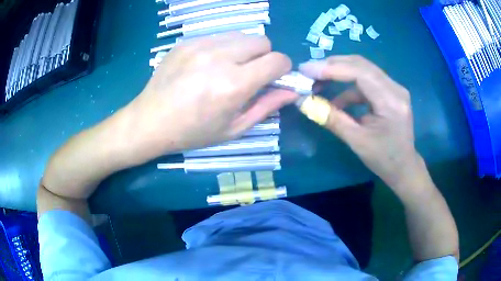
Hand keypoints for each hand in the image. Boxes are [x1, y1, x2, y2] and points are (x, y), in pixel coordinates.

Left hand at [124, 33, 295, 161]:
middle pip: (262, 41)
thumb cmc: (193, 132)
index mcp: (234, 84)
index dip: (283, 69)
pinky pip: (219, 36)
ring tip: (227, 68)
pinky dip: (222, 48)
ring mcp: (200, 45)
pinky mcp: (187, 41)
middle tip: (249, 74)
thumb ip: (267, 106)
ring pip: (241, 35)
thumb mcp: (234, 128)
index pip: (278, 60)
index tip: (275, 78)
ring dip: (244, 50)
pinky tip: (207, 65)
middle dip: (264, 56)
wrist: (150, 121)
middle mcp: (220, 58)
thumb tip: (292, 91)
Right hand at [299, 55, 418, 187]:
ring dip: (339, 73)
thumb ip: (331, 118)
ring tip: (318, 82)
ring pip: (363, 69)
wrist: (404, 167)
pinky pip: (366, 80)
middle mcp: (395, 88)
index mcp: (391, 101)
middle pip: (361, 64)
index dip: (331, 68)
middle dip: (332, 65)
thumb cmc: (384, 159)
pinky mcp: (390, 91)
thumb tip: (304, 102)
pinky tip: (337, 99)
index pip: (360, 72)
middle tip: (308, 72)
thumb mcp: (356, 141)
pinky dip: (349, 86)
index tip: (306, 70)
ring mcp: (394, 88)